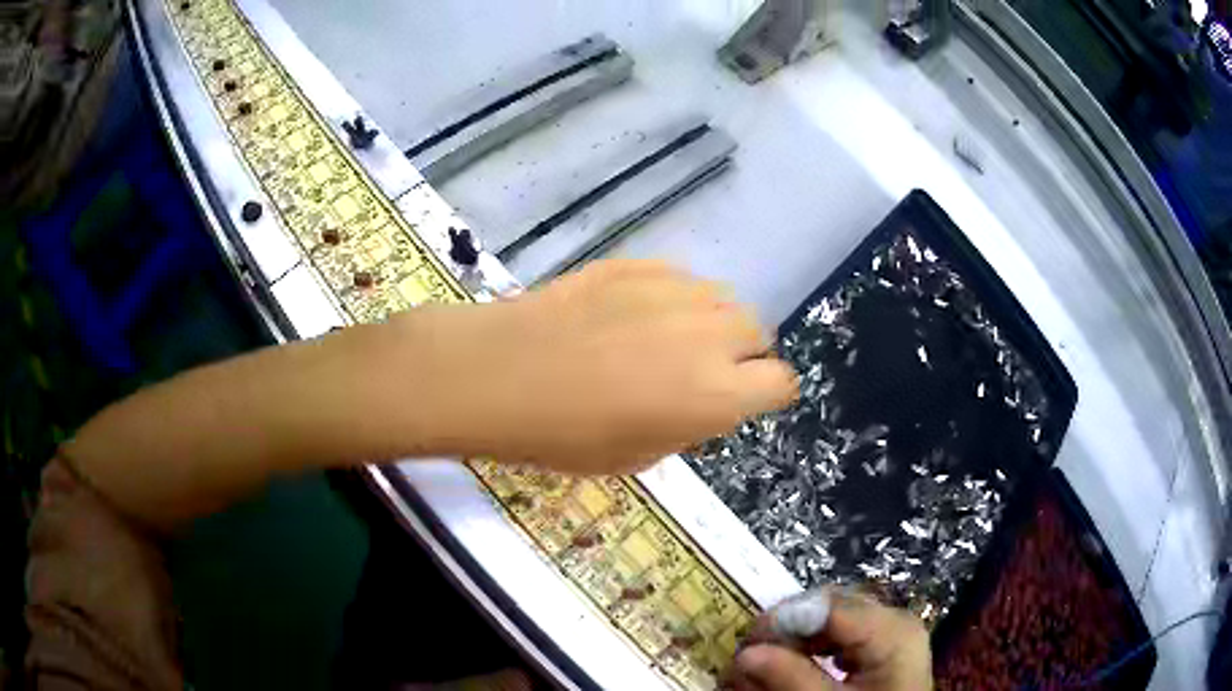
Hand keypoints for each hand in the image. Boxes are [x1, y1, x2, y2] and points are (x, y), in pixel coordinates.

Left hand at [392, 260, 797, 474]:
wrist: (500, 374)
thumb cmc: (563, 435)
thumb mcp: (637, 457)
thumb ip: (687, 425)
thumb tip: (701, 401)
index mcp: (716, 394)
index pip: (779, 382)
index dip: (766, 393)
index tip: (744, 399)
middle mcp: (709, 336)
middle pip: (758, 332)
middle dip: (742, 354)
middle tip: (701, 372)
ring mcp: (674, 292)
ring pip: (723, 299)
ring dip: (711, 323)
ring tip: (669, 340)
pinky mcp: (639, 266)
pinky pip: (681, 279)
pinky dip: (674, 298)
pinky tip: (635, 314)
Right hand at [724, 589, 932, 690]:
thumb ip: (791, 679)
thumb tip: (746, 654)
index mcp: (890, 630)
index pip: (826, 605)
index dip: (781, 620)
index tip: (745, 647)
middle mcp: (894, 618)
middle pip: (829, 606)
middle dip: (786, 630)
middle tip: (750, 659)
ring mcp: (893, 630)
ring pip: (833, 618)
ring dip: (796, 640)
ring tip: (768, 666)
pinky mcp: (887, 645)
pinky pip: (845, 634)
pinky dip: (816, 648)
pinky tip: (803, 667)